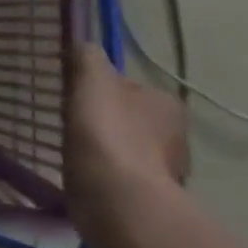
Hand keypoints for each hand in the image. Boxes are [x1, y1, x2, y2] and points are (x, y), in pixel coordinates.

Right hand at [64, 42, 189, 235]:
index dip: (101, 89)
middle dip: (105, 121)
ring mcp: (164, 173)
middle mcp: (175, 137)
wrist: (118, 200)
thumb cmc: (107, 133)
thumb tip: (84, 45)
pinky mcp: (147, 201)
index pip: (130, 87)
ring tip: (72, 152)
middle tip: (73, 124)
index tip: (77, 96)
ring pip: (125, 151)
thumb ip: (89, 57)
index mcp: (167, 104)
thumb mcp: (93, 80)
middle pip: (129, 119)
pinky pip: (119, 179)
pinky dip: (102, 177)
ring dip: (104, 151)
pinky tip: (82, 177)